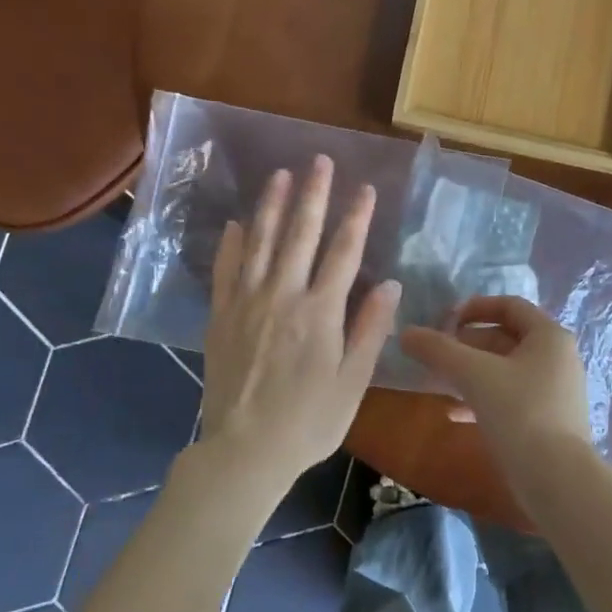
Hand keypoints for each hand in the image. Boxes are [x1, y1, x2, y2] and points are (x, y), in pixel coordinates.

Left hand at [195, 157, 400, 489]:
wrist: (245, 450)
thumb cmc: (309, 421)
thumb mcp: (352, 381)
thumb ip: (370, 329)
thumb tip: (390, 284)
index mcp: (320, 312)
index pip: (344, 252)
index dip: (356, 217)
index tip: (365, 188)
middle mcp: (283, 296)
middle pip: (300, 235)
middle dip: (313, 195)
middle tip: (319, 161)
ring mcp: (247, 303)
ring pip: (261, 242)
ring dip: (272, 205)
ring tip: (280, 174)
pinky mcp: (221, 317)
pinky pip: (226, 270)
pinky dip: (233, 244)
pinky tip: (238, 223)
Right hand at [399, 296, 592, 465]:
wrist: (557, 480)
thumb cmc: (520, 413)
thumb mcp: (473, 375)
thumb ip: (439, 350)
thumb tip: (406, 333)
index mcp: (549, 336)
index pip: (510, 306)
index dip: (475, 307)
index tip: (444, 319)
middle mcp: (557, 358)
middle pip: (506, 338)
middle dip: (467, 344)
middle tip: (435, 354)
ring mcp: (555, 391)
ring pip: (505, 370)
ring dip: (471, 373)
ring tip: (437, 382)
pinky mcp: (548, 421)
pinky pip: (511, 398)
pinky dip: (483, 399)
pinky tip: (454, 414)